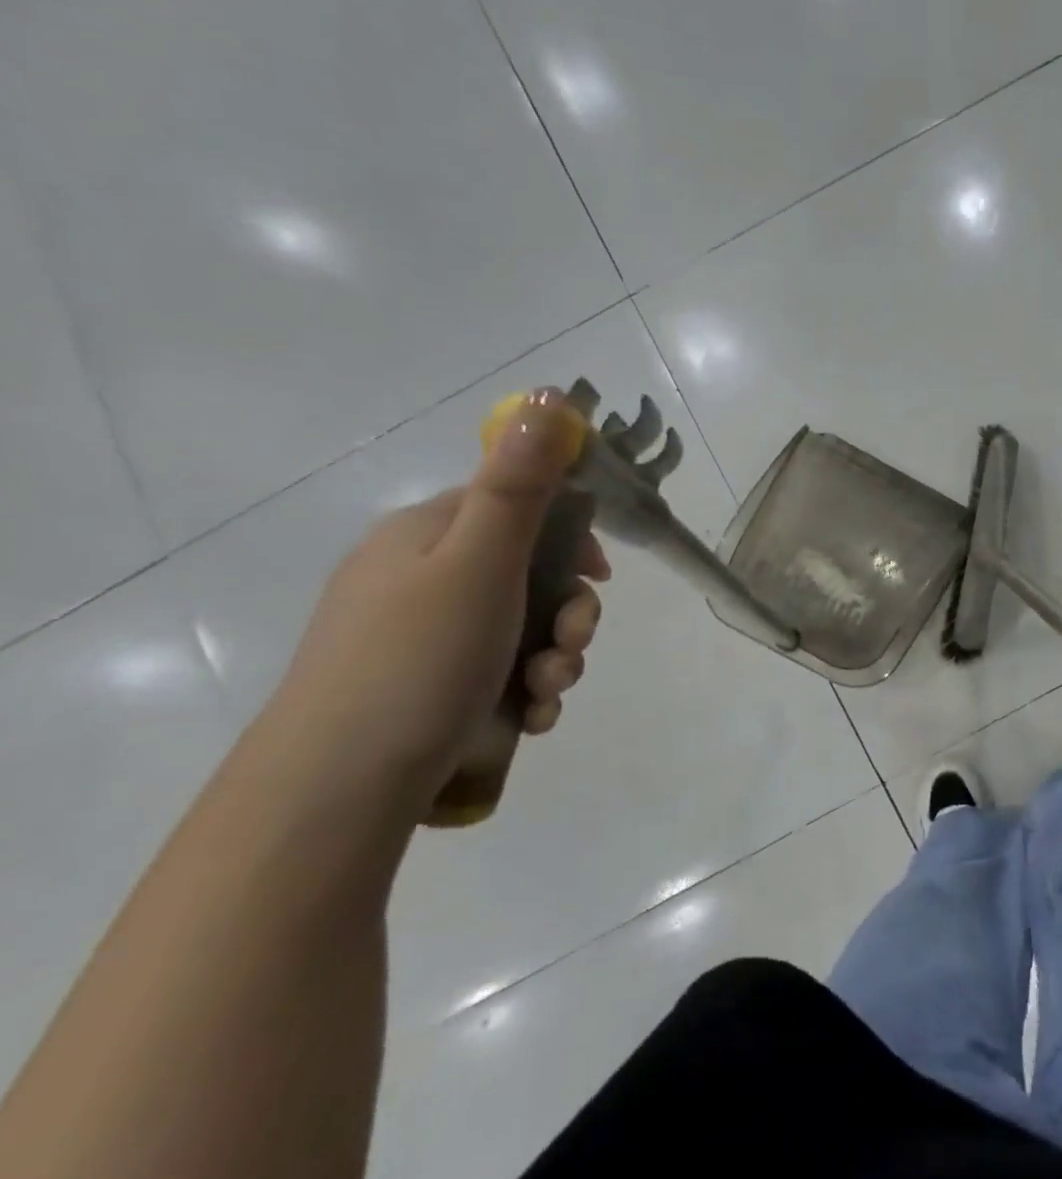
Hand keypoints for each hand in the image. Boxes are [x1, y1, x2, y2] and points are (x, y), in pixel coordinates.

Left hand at [272, 392, 609, 819]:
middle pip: (530, 576)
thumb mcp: (479, 562)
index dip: (571, 537)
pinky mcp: (434, 689)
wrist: (343, 783)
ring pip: (525, 631)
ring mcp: (428, 638)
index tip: (601, 575)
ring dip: (556, 660)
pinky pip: (503, 675)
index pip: (517, 507)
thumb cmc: (421, 657)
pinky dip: (527, 693)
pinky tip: (528, 720)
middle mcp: (424, 579)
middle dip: (570, 614)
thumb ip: (519, 485)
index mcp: (428, 536)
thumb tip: (545, 396)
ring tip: (544, 694)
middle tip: (570, 645)